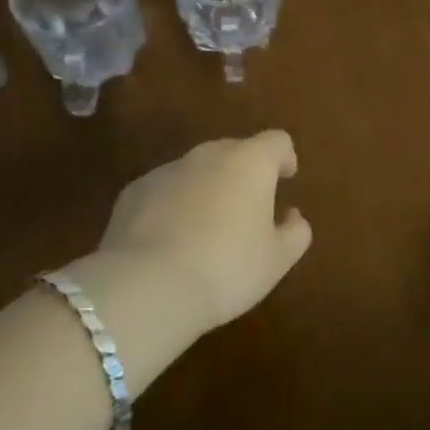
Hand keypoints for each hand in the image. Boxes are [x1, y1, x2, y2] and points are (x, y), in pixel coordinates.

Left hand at [97, 131, 311, 331]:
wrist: (147, 287)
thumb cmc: (226, 268)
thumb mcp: (276, 261)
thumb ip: (295, 233)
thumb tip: (293, 217)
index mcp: (251, 161)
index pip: (277, 142)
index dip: (284, 158)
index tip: (286, 178)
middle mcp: (210, 154)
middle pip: (235, 151)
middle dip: (244, 173)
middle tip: (247, 209)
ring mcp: (168, 169)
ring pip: (197, 170)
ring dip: (207, 189)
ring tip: (206, 229)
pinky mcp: (134, 191)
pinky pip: (164, 191)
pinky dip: (172, 205)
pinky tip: (169, 241)